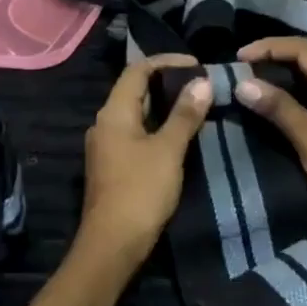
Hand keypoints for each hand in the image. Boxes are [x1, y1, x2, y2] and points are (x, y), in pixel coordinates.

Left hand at [77, 54, 209, 266]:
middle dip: (167, 84)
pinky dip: (157, 128)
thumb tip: (202, 81)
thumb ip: (185, 115)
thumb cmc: (141, 191)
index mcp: (113, 113)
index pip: (137, 70)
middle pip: (135, 90)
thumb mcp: (168, 150)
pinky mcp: (112, 166)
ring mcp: (106, 146)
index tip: (197, 64)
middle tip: (201, 85)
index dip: (166, 62)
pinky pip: (135, 135)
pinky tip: (179, 137)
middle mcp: (104, 124)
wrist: (113, 244)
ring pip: (136, 114)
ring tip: (196, 107)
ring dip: (164, 107)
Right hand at [236, 37, 306, 235]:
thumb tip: (243, 84)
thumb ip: (278, 107)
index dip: (269, 47)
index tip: (237, 58)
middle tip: (241, 70)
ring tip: (252, 85)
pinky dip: (295, 97)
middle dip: (274, 60)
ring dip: (284, 78)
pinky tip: (277, 107)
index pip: (303, 48)